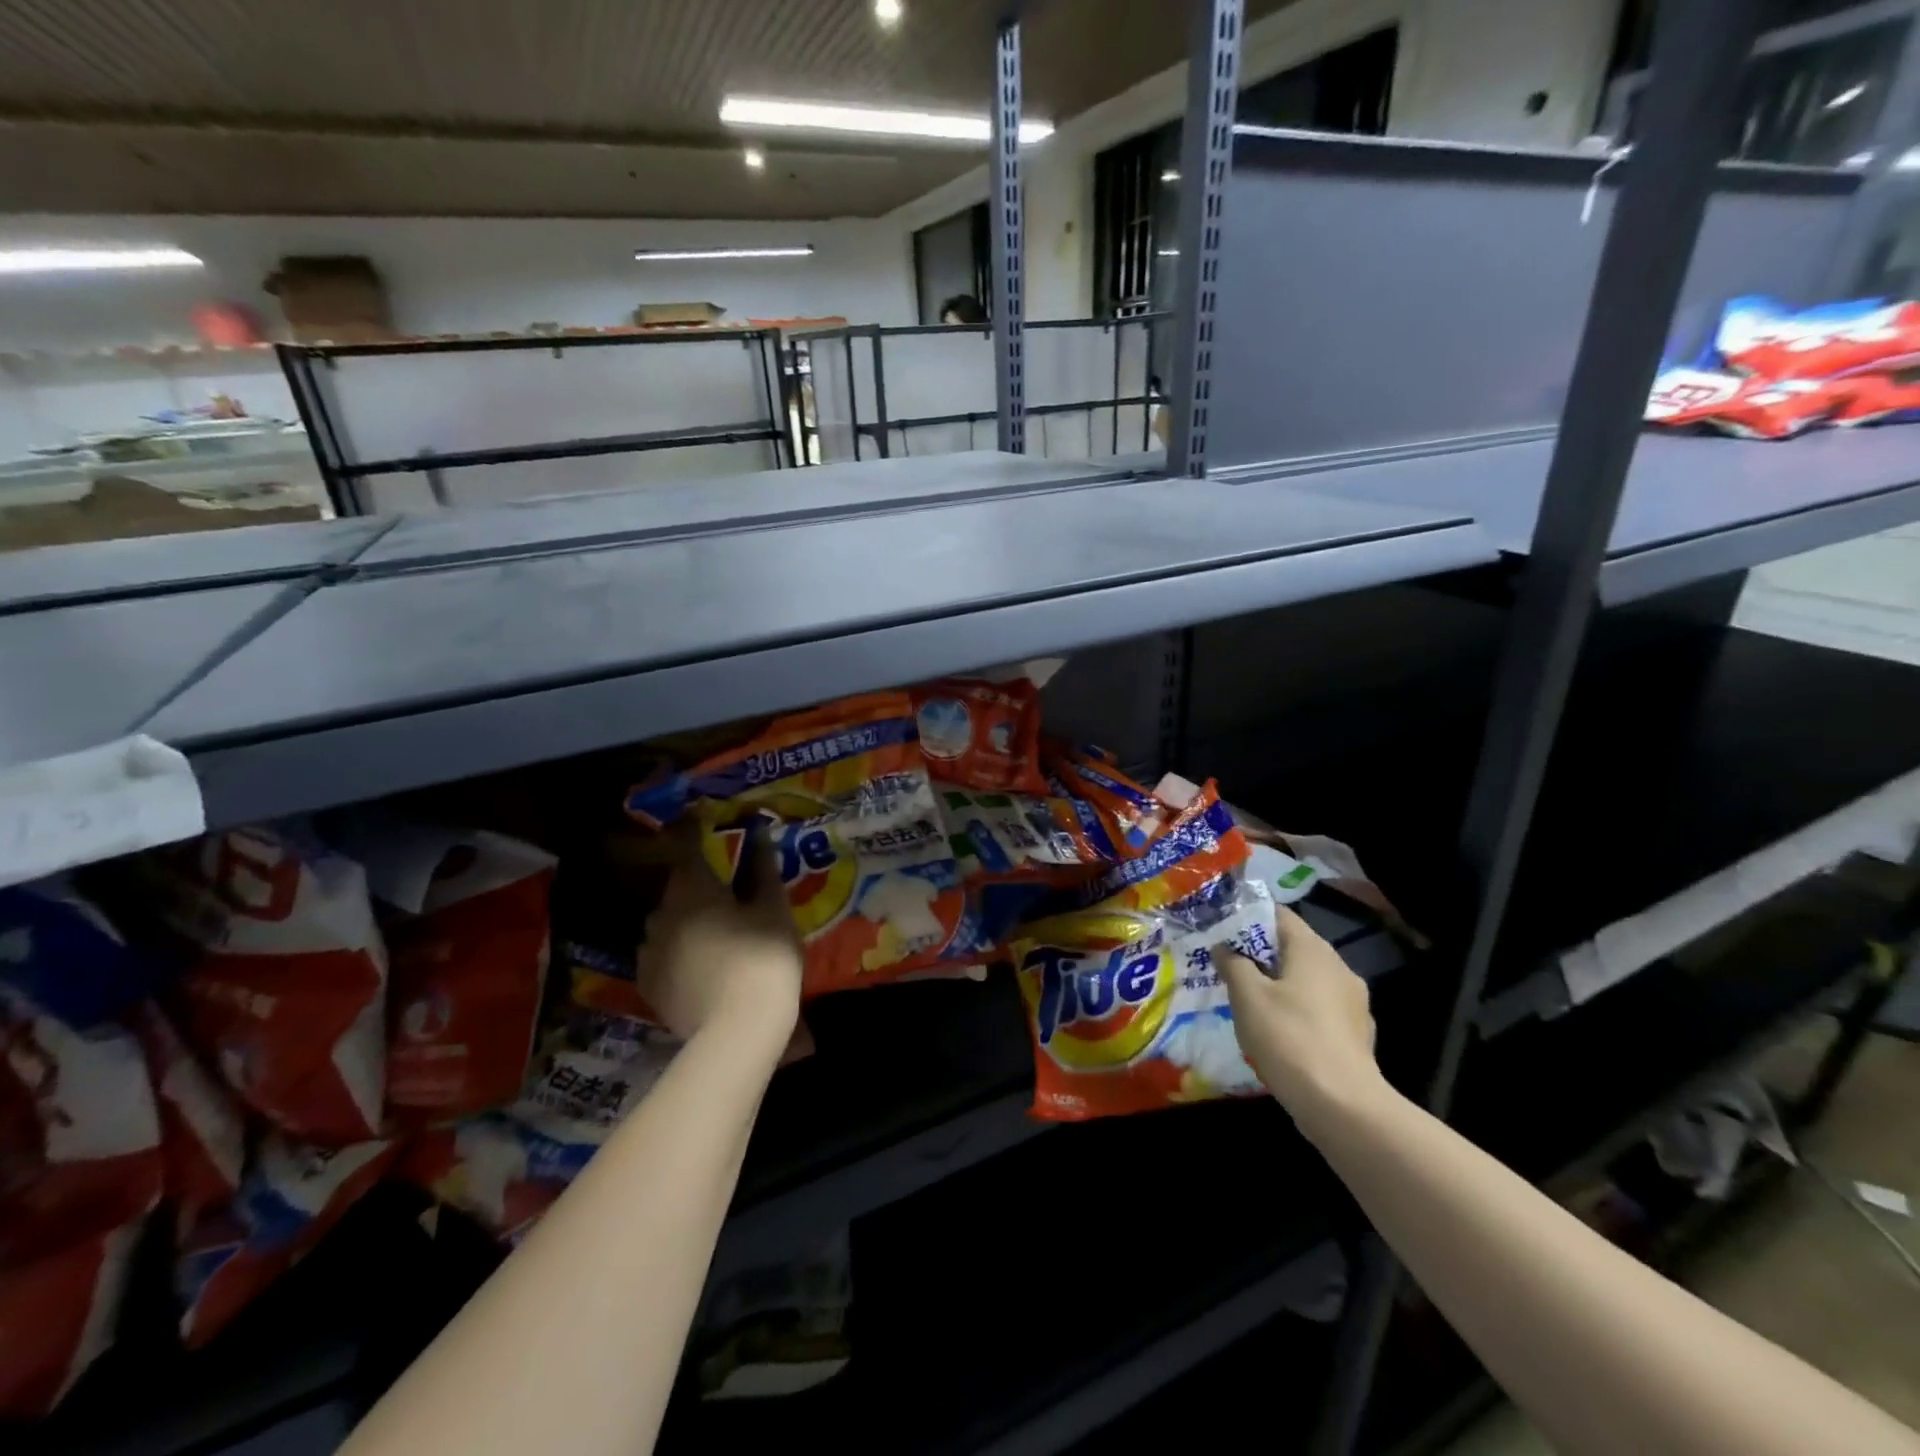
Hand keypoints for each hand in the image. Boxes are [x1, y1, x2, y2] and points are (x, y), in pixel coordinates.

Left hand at [634, 825, 803, 1051]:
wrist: (738, 1029)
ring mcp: (648, 951)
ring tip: (713, 935)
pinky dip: (675, 953)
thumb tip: (758, 832)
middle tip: (725, 895)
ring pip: (666, 924)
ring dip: (684, 922)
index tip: (696, 816)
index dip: (691, 828)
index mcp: (692, 888)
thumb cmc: (763, 957)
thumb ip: (762, 868)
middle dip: (697, 886)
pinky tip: (696, 965)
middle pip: (677, 889)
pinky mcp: (647, 985)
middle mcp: (661, 913)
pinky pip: (660, 957)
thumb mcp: (774, 908)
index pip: (686, 845)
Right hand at [1215, 906, 1389, 1138]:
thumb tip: (1224, 947)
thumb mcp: (1247, 996)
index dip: (1248, 916)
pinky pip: (1319, 1009)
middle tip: (1227, 964)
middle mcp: (1338, 967)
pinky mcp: (1356, 1034)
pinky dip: (1297, 1012)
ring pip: (1307, 980)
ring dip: (1279, 984)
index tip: (1221, 928)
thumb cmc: (1288, 1037)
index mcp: (1313, 949)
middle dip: (1260, 953)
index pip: (1278, 915)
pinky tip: (1278, 1032)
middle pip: (1293, 947)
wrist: (1342, 1105)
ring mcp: (1353, 1002)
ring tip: (1248, 999)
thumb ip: (1232, 963)